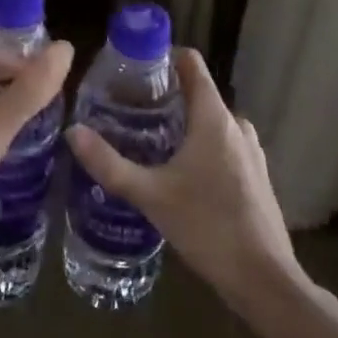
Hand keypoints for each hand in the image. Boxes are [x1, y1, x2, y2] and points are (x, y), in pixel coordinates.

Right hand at [65, 48, 307, 316]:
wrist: (265, 281)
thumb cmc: (208, 227)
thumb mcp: (150, 195)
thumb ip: (109, 164)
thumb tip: (72, 132)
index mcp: (214, 117)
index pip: (191, 63)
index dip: (163, 57)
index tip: (133, 68)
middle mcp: (236, 125)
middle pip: (197, 93)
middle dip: (164, 96)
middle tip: (128, 109)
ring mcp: (251, 151)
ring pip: (210, 122)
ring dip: (182, 124)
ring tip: (146, 139)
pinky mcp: (256, 176)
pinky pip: (222, 145)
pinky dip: (199, 146)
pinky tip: (176, 173)